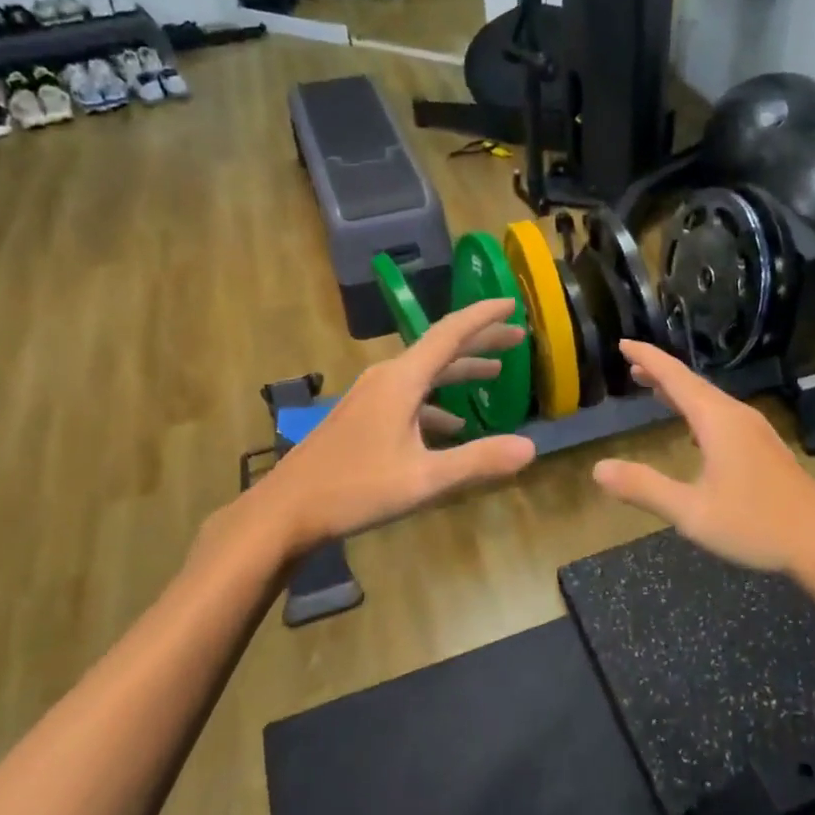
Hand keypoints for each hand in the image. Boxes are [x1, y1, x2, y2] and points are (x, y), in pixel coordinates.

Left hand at [209, 299, 537, 572]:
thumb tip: (530, 448)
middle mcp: (386, 378)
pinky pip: (410, 396)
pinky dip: (437, 402)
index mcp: (401, 380)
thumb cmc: (354, 489)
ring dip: (460, 371)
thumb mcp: (423, 479)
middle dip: (480, 341)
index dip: (484, 316)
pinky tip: (452, 424)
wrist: (283, 511)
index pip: (450, 333)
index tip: (513, 303)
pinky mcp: (362, 417)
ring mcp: (371, 397)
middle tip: (516, 336)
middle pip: (440, 348)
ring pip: (425, 373)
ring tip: (494, 373)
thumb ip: (478, 460)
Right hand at [591, 341, 814, 575]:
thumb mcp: (691, 512)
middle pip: (693, 384)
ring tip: (655, 390)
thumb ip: (644, 488)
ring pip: (710, 400)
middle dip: (661, 373)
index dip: (648, 358)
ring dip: (680, 392)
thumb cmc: (755, 524)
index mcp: (717, 421)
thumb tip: (598, 469)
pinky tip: (694, 429)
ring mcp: (755, 431)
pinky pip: (722, 415)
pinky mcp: (765, 448)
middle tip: (631, 366)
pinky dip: (697, 410)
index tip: (623, 343)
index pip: (676, 378)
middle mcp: (736, 416)